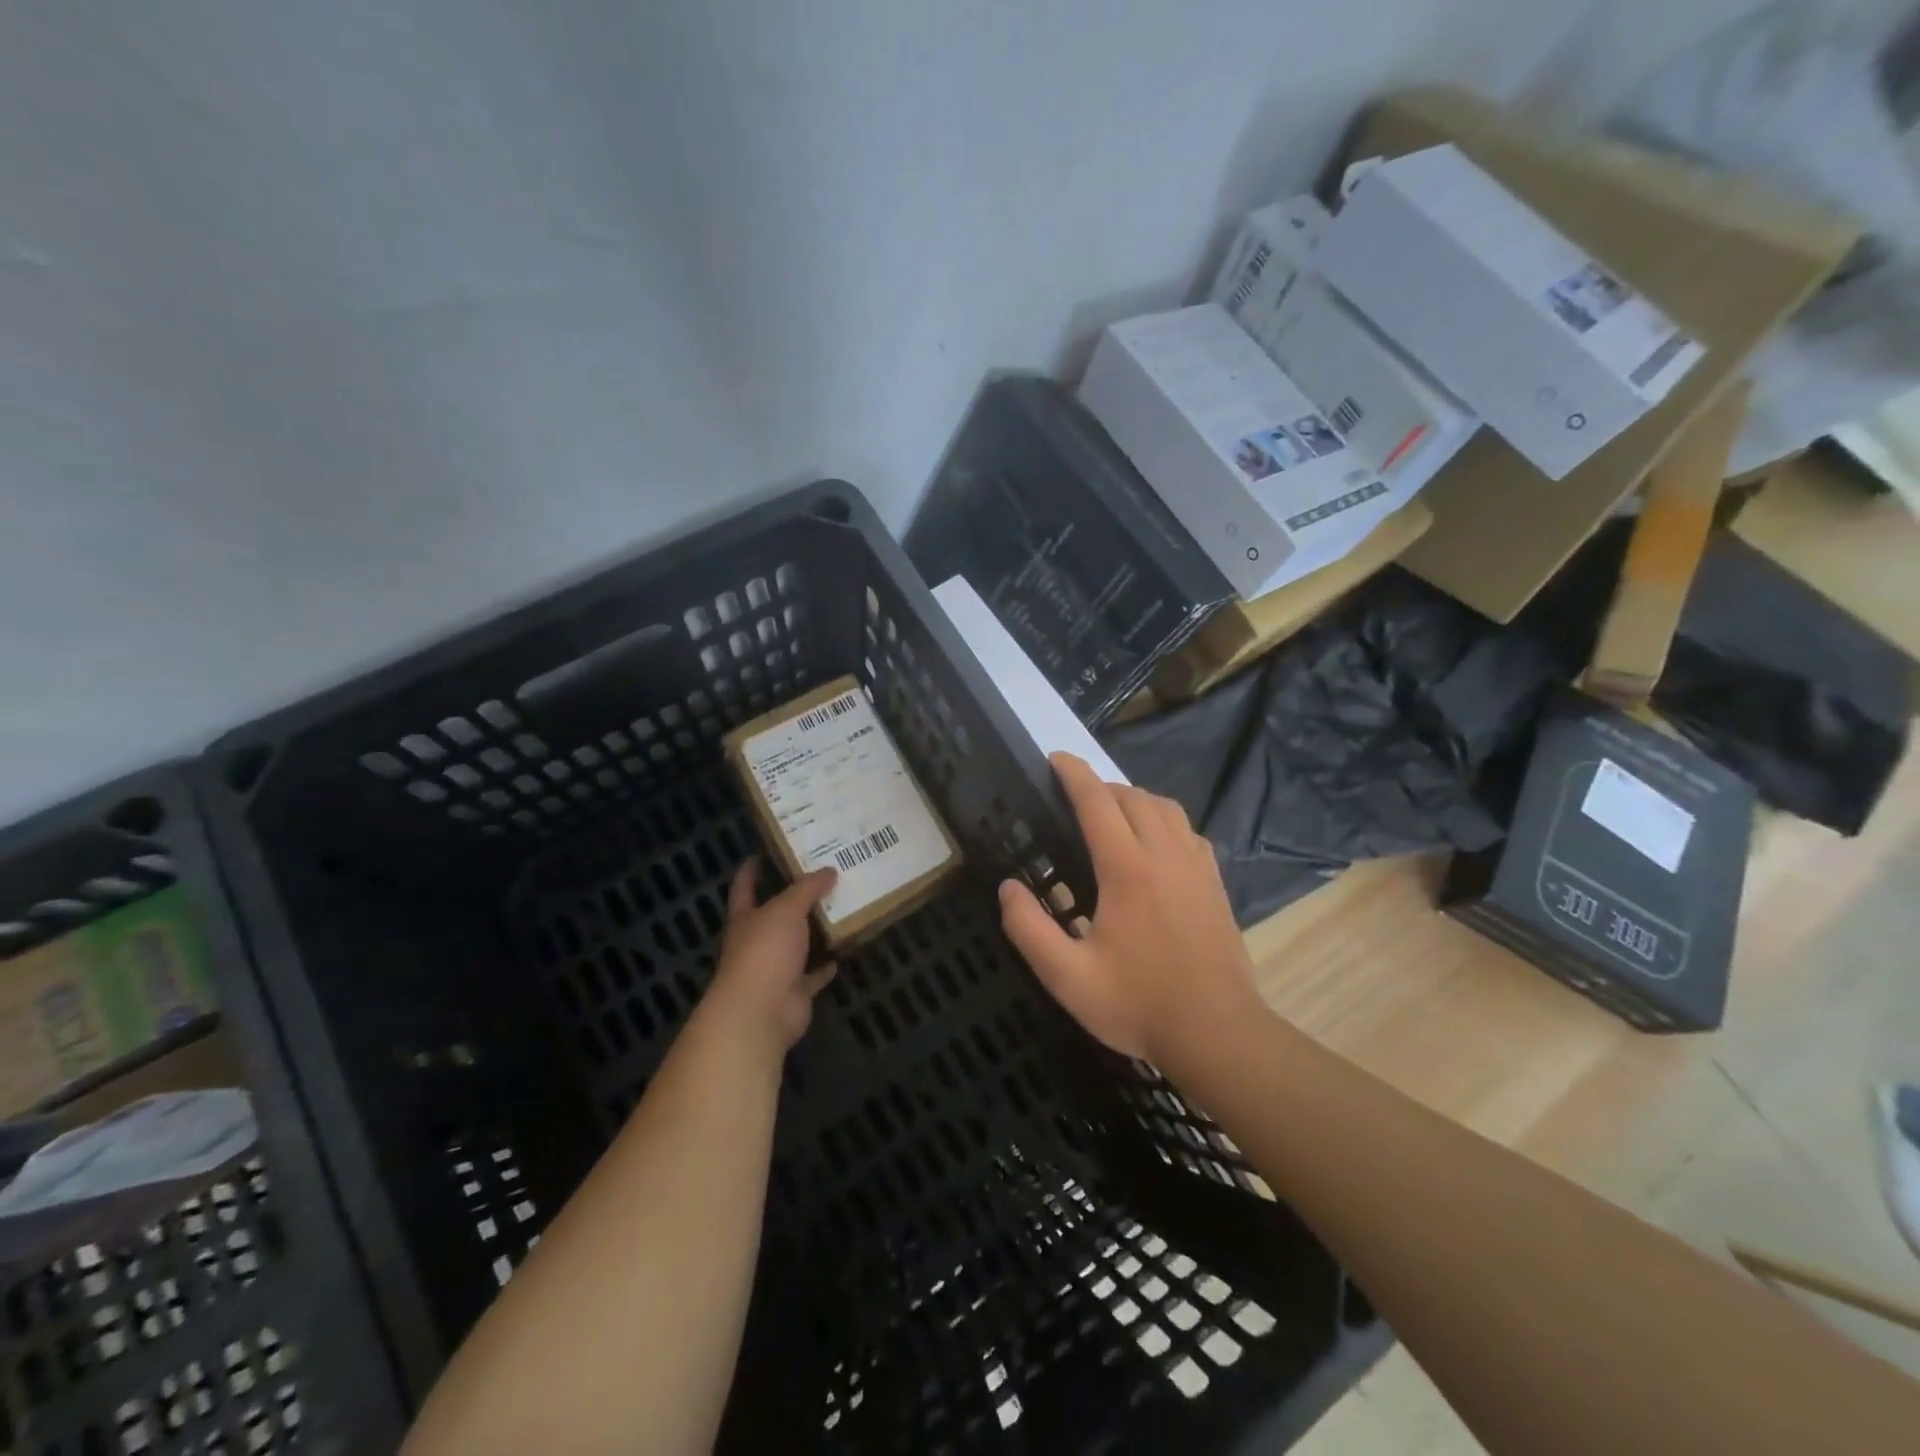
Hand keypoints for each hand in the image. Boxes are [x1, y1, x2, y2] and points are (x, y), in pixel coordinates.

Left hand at [702, 859, 837, 1057]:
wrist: (761, 1011)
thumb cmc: (765, 951)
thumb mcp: (786, 909)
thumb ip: (807, 888)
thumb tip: (829, 870)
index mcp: (746, 918)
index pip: (744, 887)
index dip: (750, 870)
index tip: (760, 853)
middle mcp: (756, 941)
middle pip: (774, 915)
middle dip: (793, 899)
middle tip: (820, 877)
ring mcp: (774, 968)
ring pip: (796, 945)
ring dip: (813, 932)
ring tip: (837, 909)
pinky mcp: (793, 992)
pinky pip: (812, 975)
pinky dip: (824, 967)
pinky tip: (842, 952)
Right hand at [999, 753, 1262, 1064]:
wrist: (1218, 1033)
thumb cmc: (1138, 1004)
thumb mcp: (1067, 977)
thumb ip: (1029, 929)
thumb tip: (1007, 887)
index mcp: (1127, 869)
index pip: (1097, 801)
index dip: (1074, 774)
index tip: (1055, 758)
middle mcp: (1164, 854)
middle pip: (1132, 797)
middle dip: (1100, 786)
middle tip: (1073, 800)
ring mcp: (1196, 866)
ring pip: (1165, 808)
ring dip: (1134, 799)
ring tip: (1111, 814)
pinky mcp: (1215, 883)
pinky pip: (1187, 830)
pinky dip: (1164, 820)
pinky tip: (1154, 844)